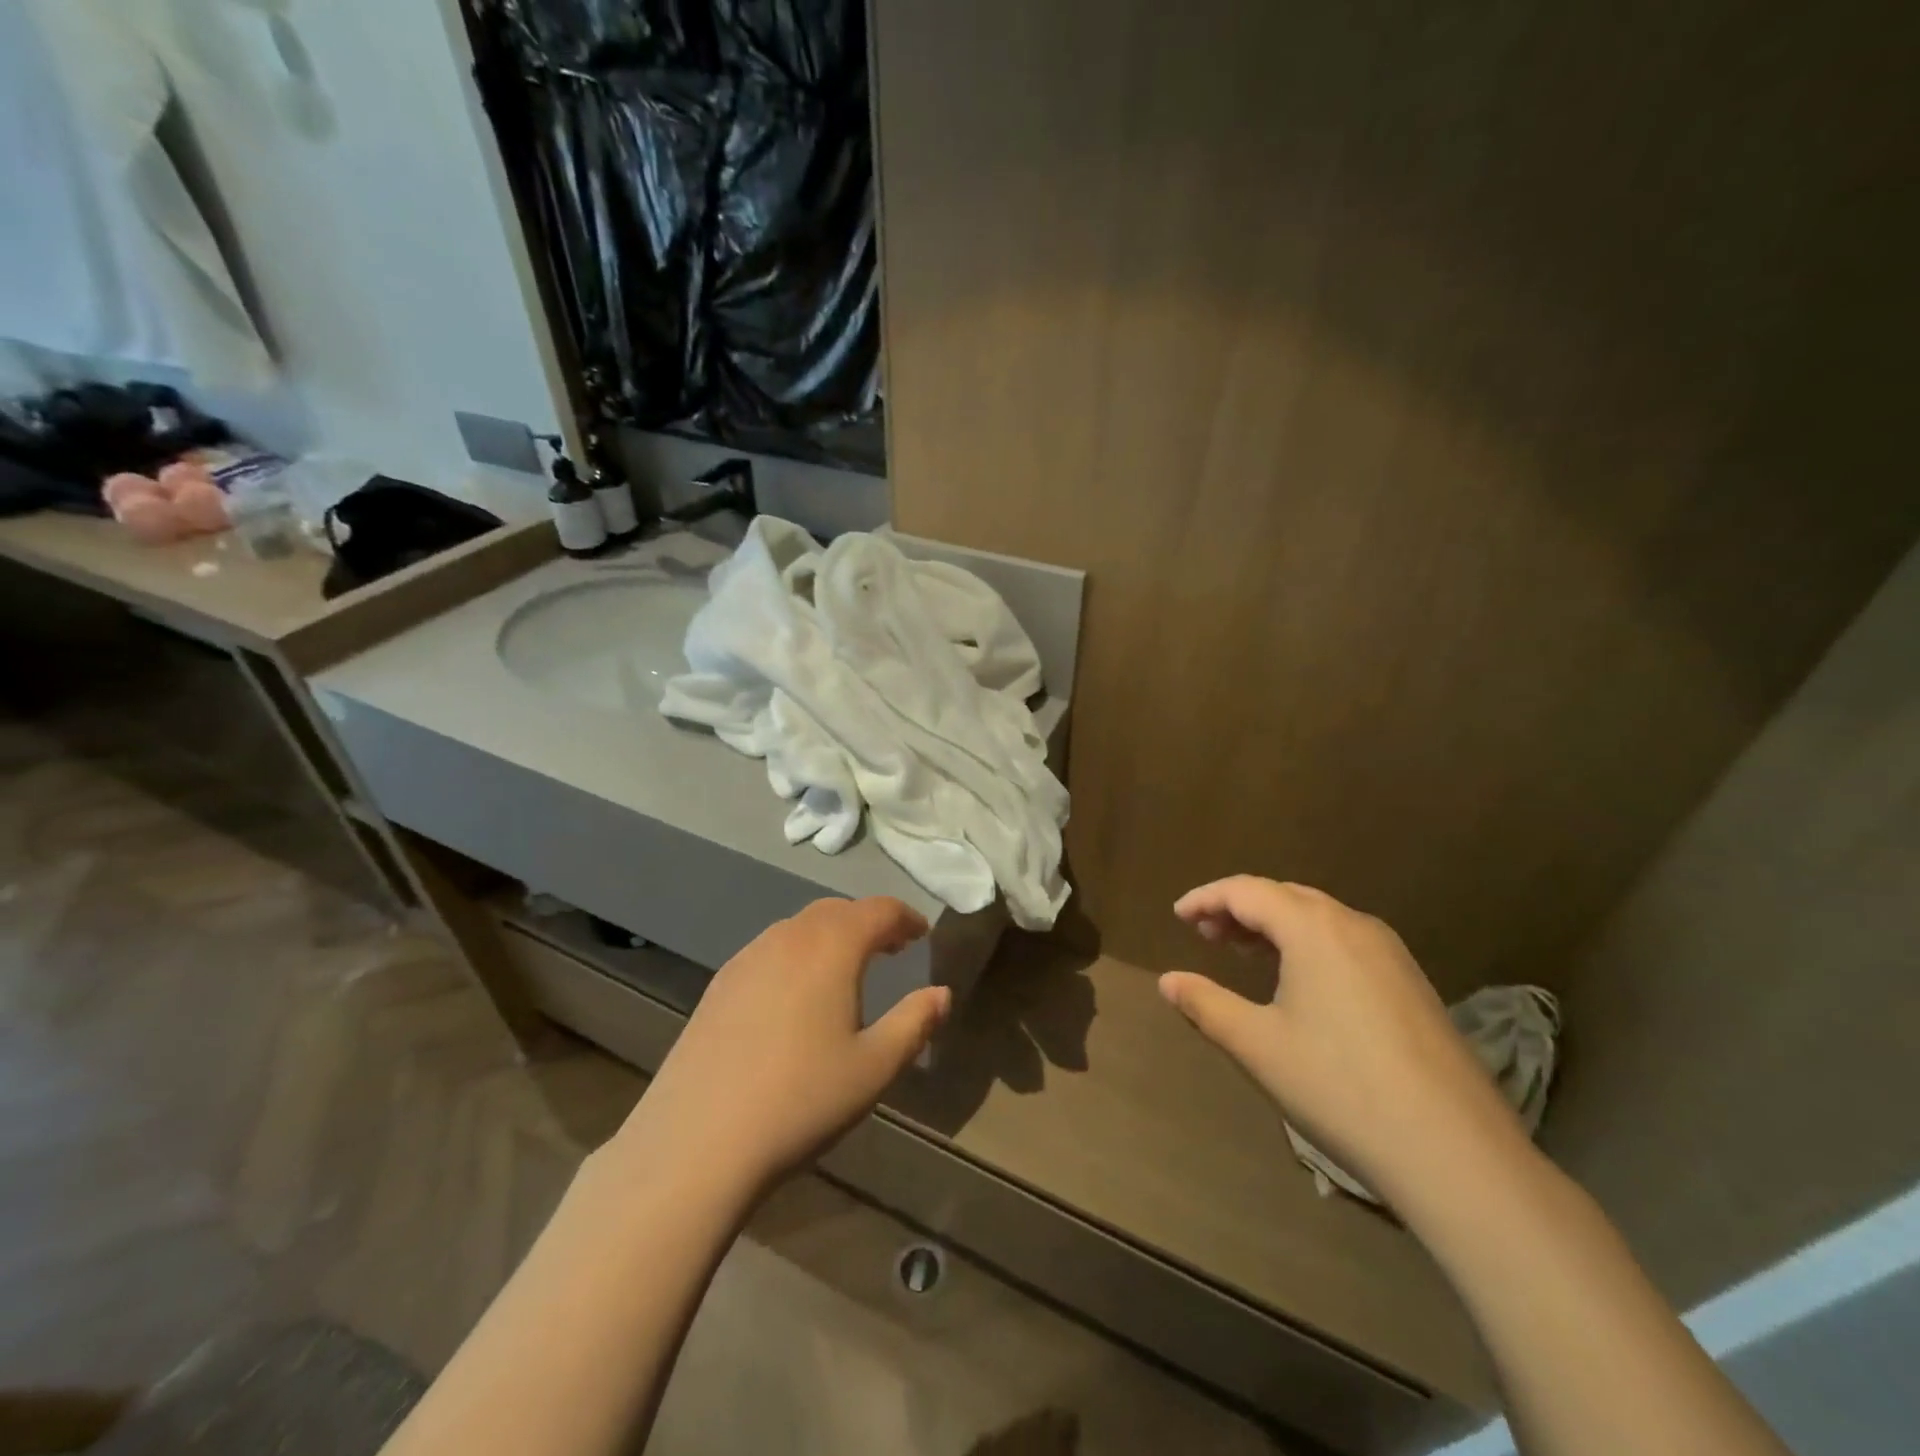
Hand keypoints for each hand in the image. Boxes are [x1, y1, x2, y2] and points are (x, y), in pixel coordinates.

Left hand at [612, 897, 948, 1199]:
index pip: (878, 910)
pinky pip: (770, 950)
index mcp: (831, 947)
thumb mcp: (874, 1067)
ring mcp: (747, 958)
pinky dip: (797, 954)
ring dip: (831, 936)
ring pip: (799, 927)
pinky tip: (796, 995)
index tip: (922, 935)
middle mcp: (788, 938)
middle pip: (837, 911)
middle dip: (869, 922)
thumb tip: (941, 993)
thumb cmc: (801, 1101)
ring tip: (847, 969)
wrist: (696, 1143)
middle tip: (891, 948)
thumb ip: (915, 1023)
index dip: (906, 917)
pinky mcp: (718, 985)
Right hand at [1160, 877, 1529, 1207]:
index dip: (1206, 898)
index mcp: (1313, 928)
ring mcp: (1390, 952)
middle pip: (1284, 896)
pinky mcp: (1411, 982)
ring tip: (1242, 951)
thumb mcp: (1258, 1045)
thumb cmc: (1340, 1087)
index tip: (1177, 915)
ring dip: (1274, 925)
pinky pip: (1345, 941)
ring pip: (1318, 917)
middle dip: (1239, 908)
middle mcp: (1354, 924)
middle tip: (1205, 934)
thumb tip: (1167, 981)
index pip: (1246, 891)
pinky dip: (1307, 944)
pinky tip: (1298, 981)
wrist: (1456, 1152)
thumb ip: (1206, 1004)